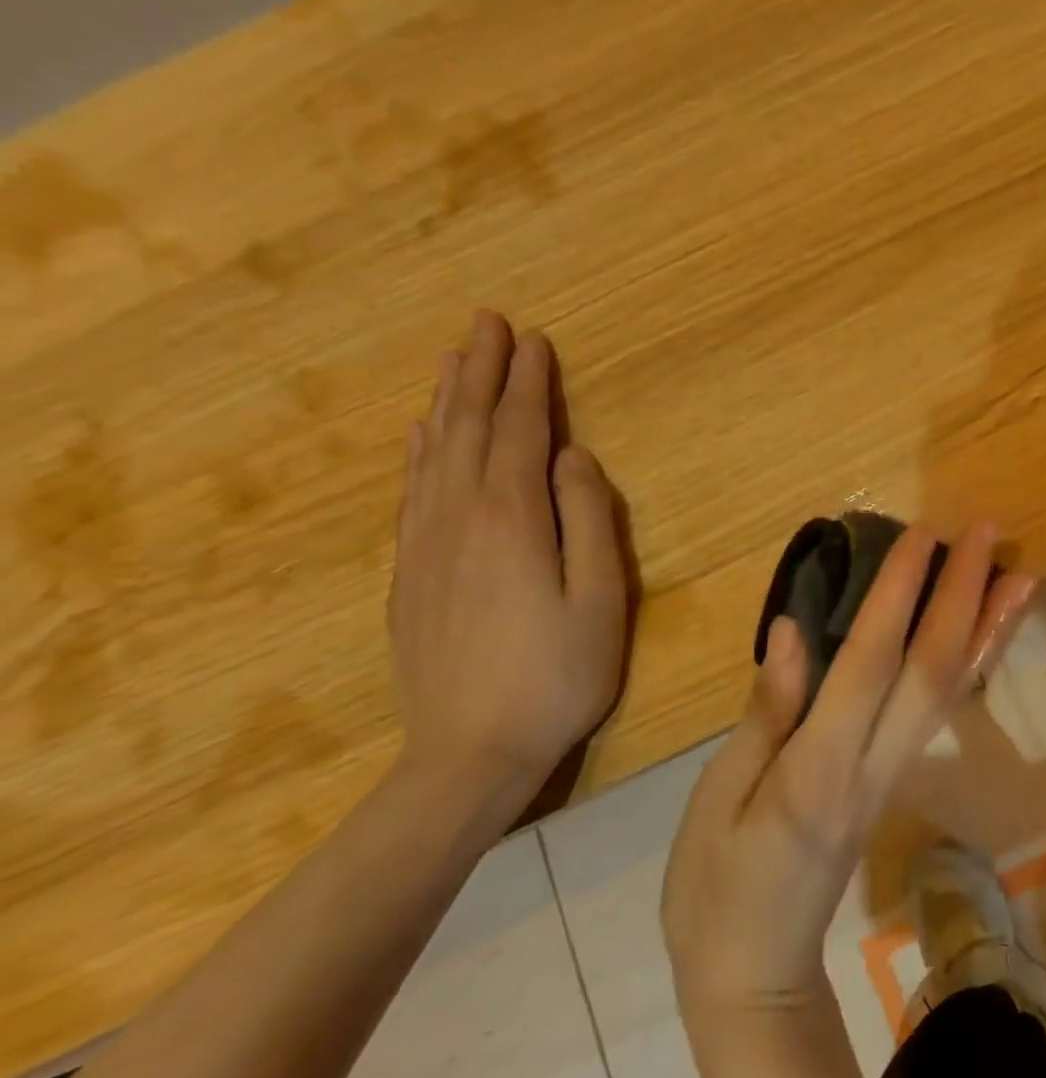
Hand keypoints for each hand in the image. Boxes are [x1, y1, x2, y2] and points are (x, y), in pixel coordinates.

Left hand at [389, 310, 629, 818]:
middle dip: (483, 373)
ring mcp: (426, 544)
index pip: (522, 432)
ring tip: (456, 360)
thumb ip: (589, 520)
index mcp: (513, 519)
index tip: (534, 340)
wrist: (469, 752)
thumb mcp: (602, 599)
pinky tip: (422, 435)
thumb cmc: (558, 675)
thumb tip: (574, 457)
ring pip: (435, 453)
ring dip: (449, 401)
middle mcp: (460, 516)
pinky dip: (420, 451)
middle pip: (471, 429)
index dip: (530, 384)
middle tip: (489, 325)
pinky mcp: (411, 572)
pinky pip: (413, 490)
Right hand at [662, 521, 1032, 1016]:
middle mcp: (874, 765)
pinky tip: (981, 634)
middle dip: (963, 594)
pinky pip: (941, 711)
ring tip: (1019, 574)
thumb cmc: (716, 891)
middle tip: (988, 531)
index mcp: (821, 767)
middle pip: (934, 669)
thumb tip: (792, 630)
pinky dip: (969, 664)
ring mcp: (893, 775)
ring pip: (953, 691)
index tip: (923, 535)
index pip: (871, 662)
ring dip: (986, 628)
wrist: (757, 978)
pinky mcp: (893, 782)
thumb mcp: (717, 801)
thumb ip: (765, 713)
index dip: (899, 595)